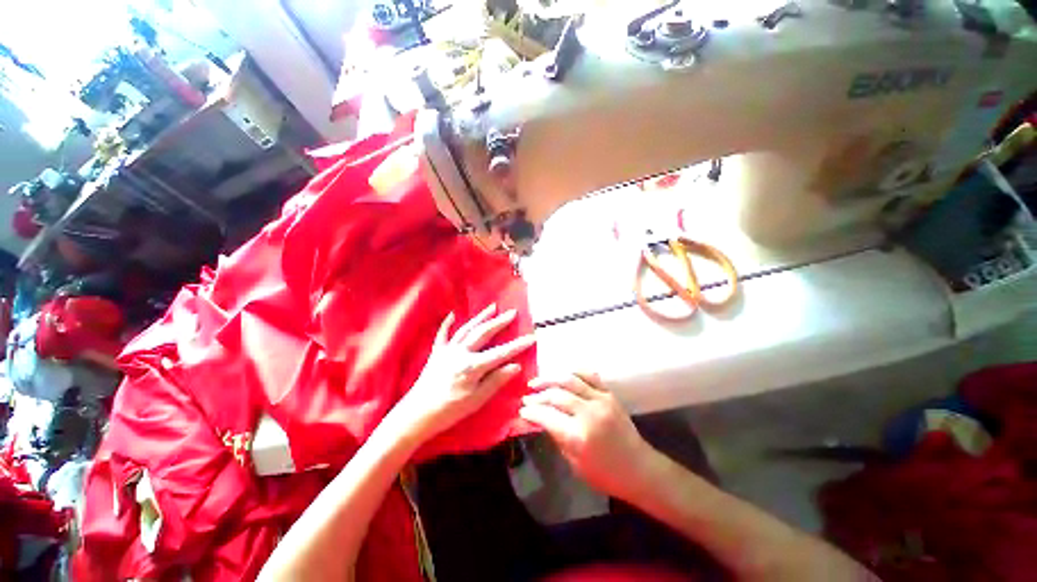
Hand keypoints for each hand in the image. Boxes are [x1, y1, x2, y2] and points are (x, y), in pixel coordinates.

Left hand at [396, 304, 535, 439]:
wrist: (416, 415)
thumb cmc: (449, 411)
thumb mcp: (476, 400)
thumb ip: (496, 381)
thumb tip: (516, 366)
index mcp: (472, 366)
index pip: (500, 353)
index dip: (517, 345)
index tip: (531, 337)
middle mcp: (460, 352)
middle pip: (484, 333)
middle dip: (500, 322)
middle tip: (512, 312)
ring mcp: (447, 350)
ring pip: (467, 329)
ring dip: (480, 317)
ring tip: (492, 307)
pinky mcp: (436, 353)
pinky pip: (443, 334)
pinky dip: (447, 323)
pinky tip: (452, 314)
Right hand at [519, 373, 657, 500]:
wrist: (639, 469)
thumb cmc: (605, 474)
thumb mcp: (574, 463)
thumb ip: (557, 436)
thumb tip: (541, 419)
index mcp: (578, 436)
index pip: (547, 416)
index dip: (531, 411)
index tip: (522, 409)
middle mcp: (588, 413)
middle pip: (556, 395)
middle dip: (538, 395)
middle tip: (527, 397)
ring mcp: (601, 400)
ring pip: (569, 380)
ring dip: (550, 379)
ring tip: (537, 382)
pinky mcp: (609, 394)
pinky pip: (589, 375)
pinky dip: (573, 372)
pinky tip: (562, 374)